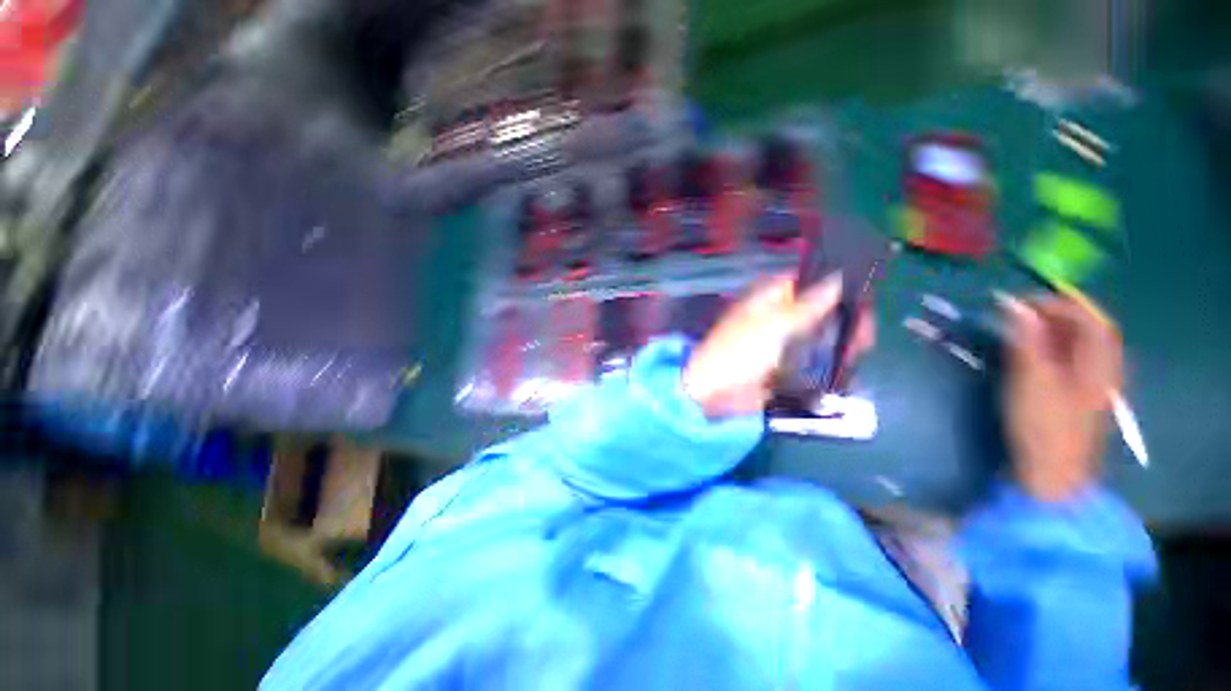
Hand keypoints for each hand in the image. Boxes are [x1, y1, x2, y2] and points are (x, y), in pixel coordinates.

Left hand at [682, 273, 871, 417]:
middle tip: (863, 340)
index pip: (807, 282)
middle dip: (843, 321)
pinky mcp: (780, 364)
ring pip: (817, 335)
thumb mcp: (773, 326)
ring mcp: (778, 341)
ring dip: (838, 344)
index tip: (862, 301)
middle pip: (818, 310)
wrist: (713, 393)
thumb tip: (836, 278)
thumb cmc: (738, 353)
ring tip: (856, 357)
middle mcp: (775, 315)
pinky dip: (824, 363)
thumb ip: (806, 305)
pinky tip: (843, 371)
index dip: (834, 286)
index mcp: (767, 298)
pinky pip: (808, 358)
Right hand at [1000, 293, 1122, 501]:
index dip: (1060, 302)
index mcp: (1100, 362)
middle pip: (1085, 329)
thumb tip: (1014, 304)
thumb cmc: (1044, 426)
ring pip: (1075, 344)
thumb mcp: (1031, 380)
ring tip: (1016, 328)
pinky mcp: (1075, 395)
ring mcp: (1090, 383)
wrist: (1051, 474)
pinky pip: (1066, 360)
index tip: (1023, 299)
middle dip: (1052, 314)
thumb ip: (1025, 340)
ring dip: (1048, 330)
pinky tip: (1027, 352)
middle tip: (1015, 312)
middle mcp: (1102, 367)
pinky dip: (1047, 348)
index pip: (1090, 317)